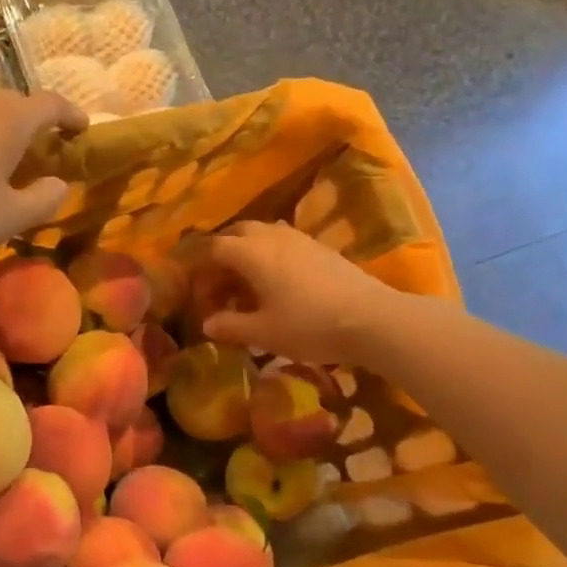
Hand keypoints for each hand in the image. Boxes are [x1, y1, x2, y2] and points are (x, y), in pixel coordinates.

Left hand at [0, 91, 85, 266]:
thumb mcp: (10, 218)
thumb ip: (44, 199)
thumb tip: (59, 184)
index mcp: (8, 121)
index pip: (50, 104)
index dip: (71, 115)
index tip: (82, 129)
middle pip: (15, 103)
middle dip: (35, 122)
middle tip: (43, 150)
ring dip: (0, 128)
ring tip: (3, 157)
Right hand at [194, 221, 395, 364]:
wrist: (372, 319)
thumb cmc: (308, 325)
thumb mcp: (262, 333)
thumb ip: (230, 326)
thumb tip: (207, 323)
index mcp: (251, 253)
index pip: (212, 249)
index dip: (198, 268)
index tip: (195, 291)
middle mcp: (272, 237)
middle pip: (236, 233)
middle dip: (221, 255)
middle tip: (217, 284)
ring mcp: (300, 239)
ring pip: (262, 235)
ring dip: (247, 254)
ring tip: (245, 284)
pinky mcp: (321, 248)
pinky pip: (283, 243)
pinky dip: (269, 257)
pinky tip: (277, 284)